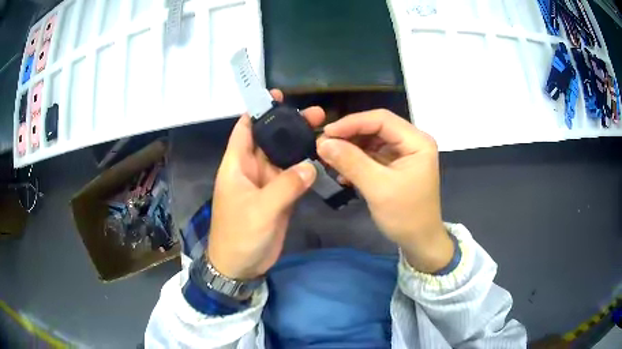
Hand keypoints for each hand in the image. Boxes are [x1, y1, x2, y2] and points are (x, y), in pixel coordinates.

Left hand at [207, 90, 324, 280]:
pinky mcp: (279, 197)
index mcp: (237, 165)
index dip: (258, 110)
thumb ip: (286, 186)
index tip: (277, 96)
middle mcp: (251, 169)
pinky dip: (305, 167)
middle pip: (270, 140)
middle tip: (316, 113)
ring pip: (284, 157)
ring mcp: (267, 183)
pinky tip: (322, 158)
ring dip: (300, 145)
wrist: (240, 266)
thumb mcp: (260, 210)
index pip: (245, 129)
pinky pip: (293, 177)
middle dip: (289, 125)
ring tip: (324, 131)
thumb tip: (311, 165)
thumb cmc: (240, 236)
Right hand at [318, 109, 452, 273]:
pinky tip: (342, 173)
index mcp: (417, 141)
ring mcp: (404, 153)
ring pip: (371, 140)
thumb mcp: (378, 188)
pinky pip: (372, 155)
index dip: (352, 123)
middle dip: (349, 136)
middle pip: (376, 127)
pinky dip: (356, 161)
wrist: (419, 241)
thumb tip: (322, 143)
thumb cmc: (405, 215)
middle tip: (324, 146)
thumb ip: (351, 162)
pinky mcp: (395, 165)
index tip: (326, 133)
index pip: (381, 119)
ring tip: (330, 159)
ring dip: (350, 149)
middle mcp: (412, 141)